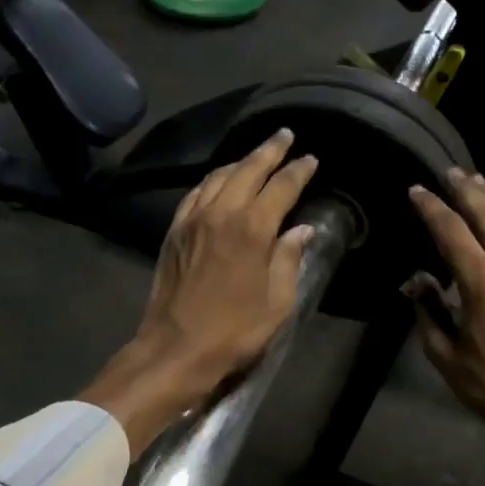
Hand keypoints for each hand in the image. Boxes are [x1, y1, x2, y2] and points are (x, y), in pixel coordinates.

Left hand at [80, 130, 318, 455]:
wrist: (176, 348)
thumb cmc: (234, 331)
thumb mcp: (277, 302)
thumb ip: (288, 259)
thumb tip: (301, 230)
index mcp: (252, 229)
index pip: (280, 186)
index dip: (298, 170)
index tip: (310, 159)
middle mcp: (221, 213)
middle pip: (248, 169)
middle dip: (269, 150)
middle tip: (285, 136)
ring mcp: (192, 220)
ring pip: (218, 176)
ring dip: (240, 162)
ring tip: (256, 156)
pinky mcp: (174, 232)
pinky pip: (195, 193)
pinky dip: (213, 181)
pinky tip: (219, 182)